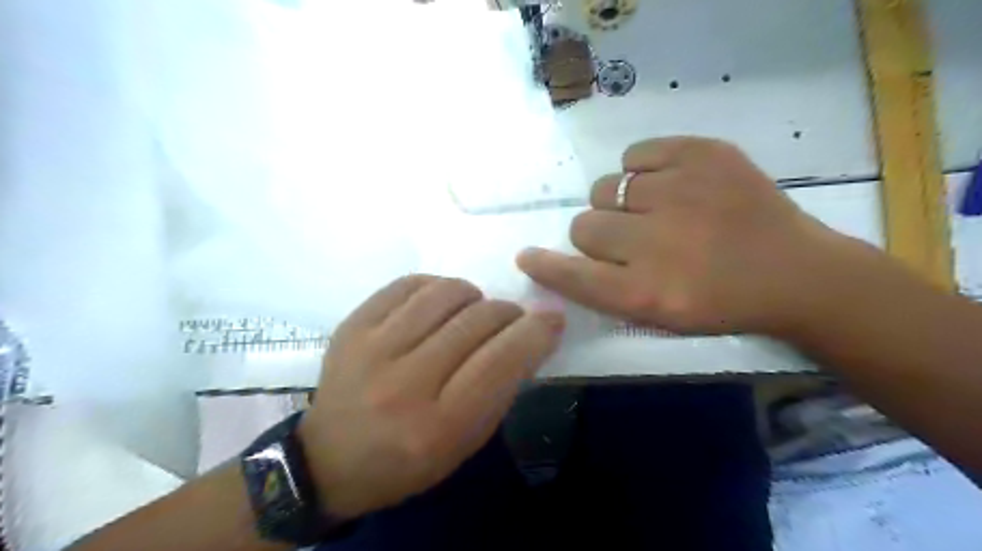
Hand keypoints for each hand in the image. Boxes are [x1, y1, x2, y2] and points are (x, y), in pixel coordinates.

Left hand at [297, 278, 558, 517]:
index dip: (534, 333)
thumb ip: (502, 388)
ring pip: (445, 293)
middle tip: (511, 319)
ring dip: (473, 295)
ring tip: (472, 310)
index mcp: (438, 426)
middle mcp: (404, 384)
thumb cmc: (408, 460)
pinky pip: (409, 283)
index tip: (551, 318)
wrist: (330, 458)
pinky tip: (438, 303)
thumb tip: (534, 332)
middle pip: (476, 321)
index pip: (500, 361)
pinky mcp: (352, 325)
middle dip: (508, 313)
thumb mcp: (465, 441)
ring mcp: (372, 348)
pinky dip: (436, 286)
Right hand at [516, 138, 855, 335]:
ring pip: (607, 187)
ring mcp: (680, 190)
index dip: (545, 265)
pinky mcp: (703, 154)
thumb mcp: (659, 315)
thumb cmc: (721, 302)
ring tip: (657, 210)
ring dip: (621, 202)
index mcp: (645, 291)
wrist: (796, 272)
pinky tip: (671, 184)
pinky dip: (645, 168)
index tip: (527, 255)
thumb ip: (604, 289)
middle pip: (583, 225)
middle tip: (633, 240)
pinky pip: (637, 154)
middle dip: (599, 235)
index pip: (572, 273)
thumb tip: (561, 255)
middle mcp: (655, 241)